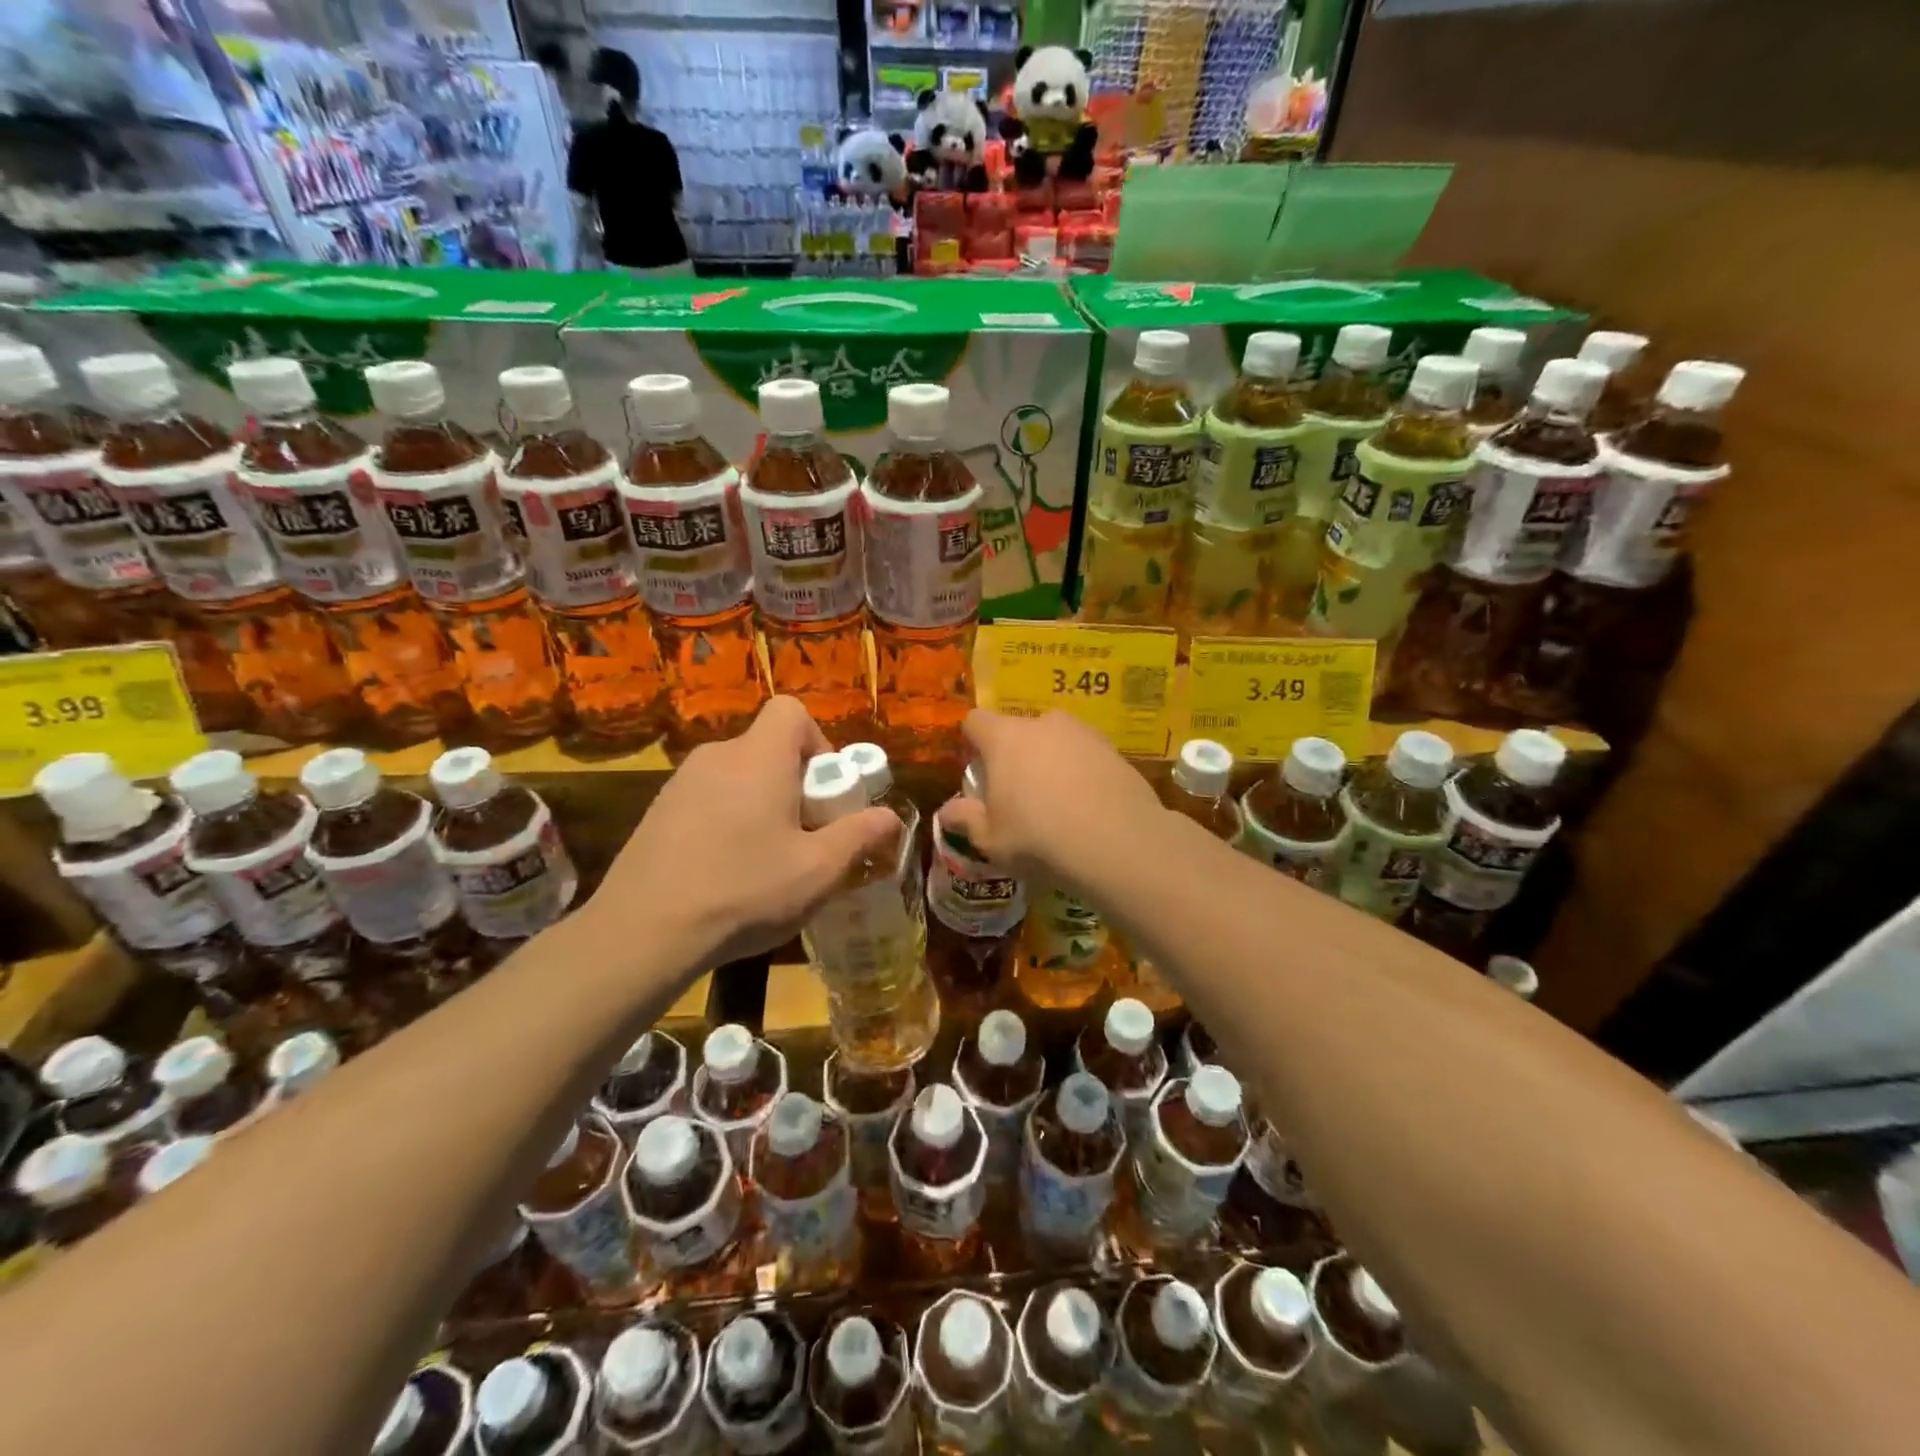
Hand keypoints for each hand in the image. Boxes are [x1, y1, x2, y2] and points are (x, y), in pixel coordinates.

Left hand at [587, 698, 898, 966]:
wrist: (642, 932)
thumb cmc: (744, 891)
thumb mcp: (819, 870)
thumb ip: (861, 836)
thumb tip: (891, 817)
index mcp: (758, 757)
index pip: (791, 711)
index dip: (818, 742)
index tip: (824, 792)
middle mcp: (716, 757)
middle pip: (767, 749)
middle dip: (795, 785)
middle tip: (804, 836)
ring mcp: (679, 784)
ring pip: (737, 777)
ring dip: (760, 805)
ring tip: (765, 862)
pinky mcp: (656, 813)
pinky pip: (707, 800)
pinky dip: (726, 821)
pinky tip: (724, 872)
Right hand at [940, 709, 1162, 886]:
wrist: (1117, 842)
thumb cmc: (1038, 837)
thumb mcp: (991, 839)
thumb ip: (966, 819)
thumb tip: (947, 812)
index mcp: (1004, 738)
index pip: (975, 721)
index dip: (971, 742)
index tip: (976, 770)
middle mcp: (1043, 724)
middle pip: (1018, 730)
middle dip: (1014, 755)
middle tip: (1018, 794)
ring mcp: (1083, 733)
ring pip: (1055, 741)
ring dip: (1050, 762)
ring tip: (1057, 802)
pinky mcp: (1114, 749)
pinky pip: (1086, 755)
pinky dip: (1082, 772)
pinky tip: (1087, 807)